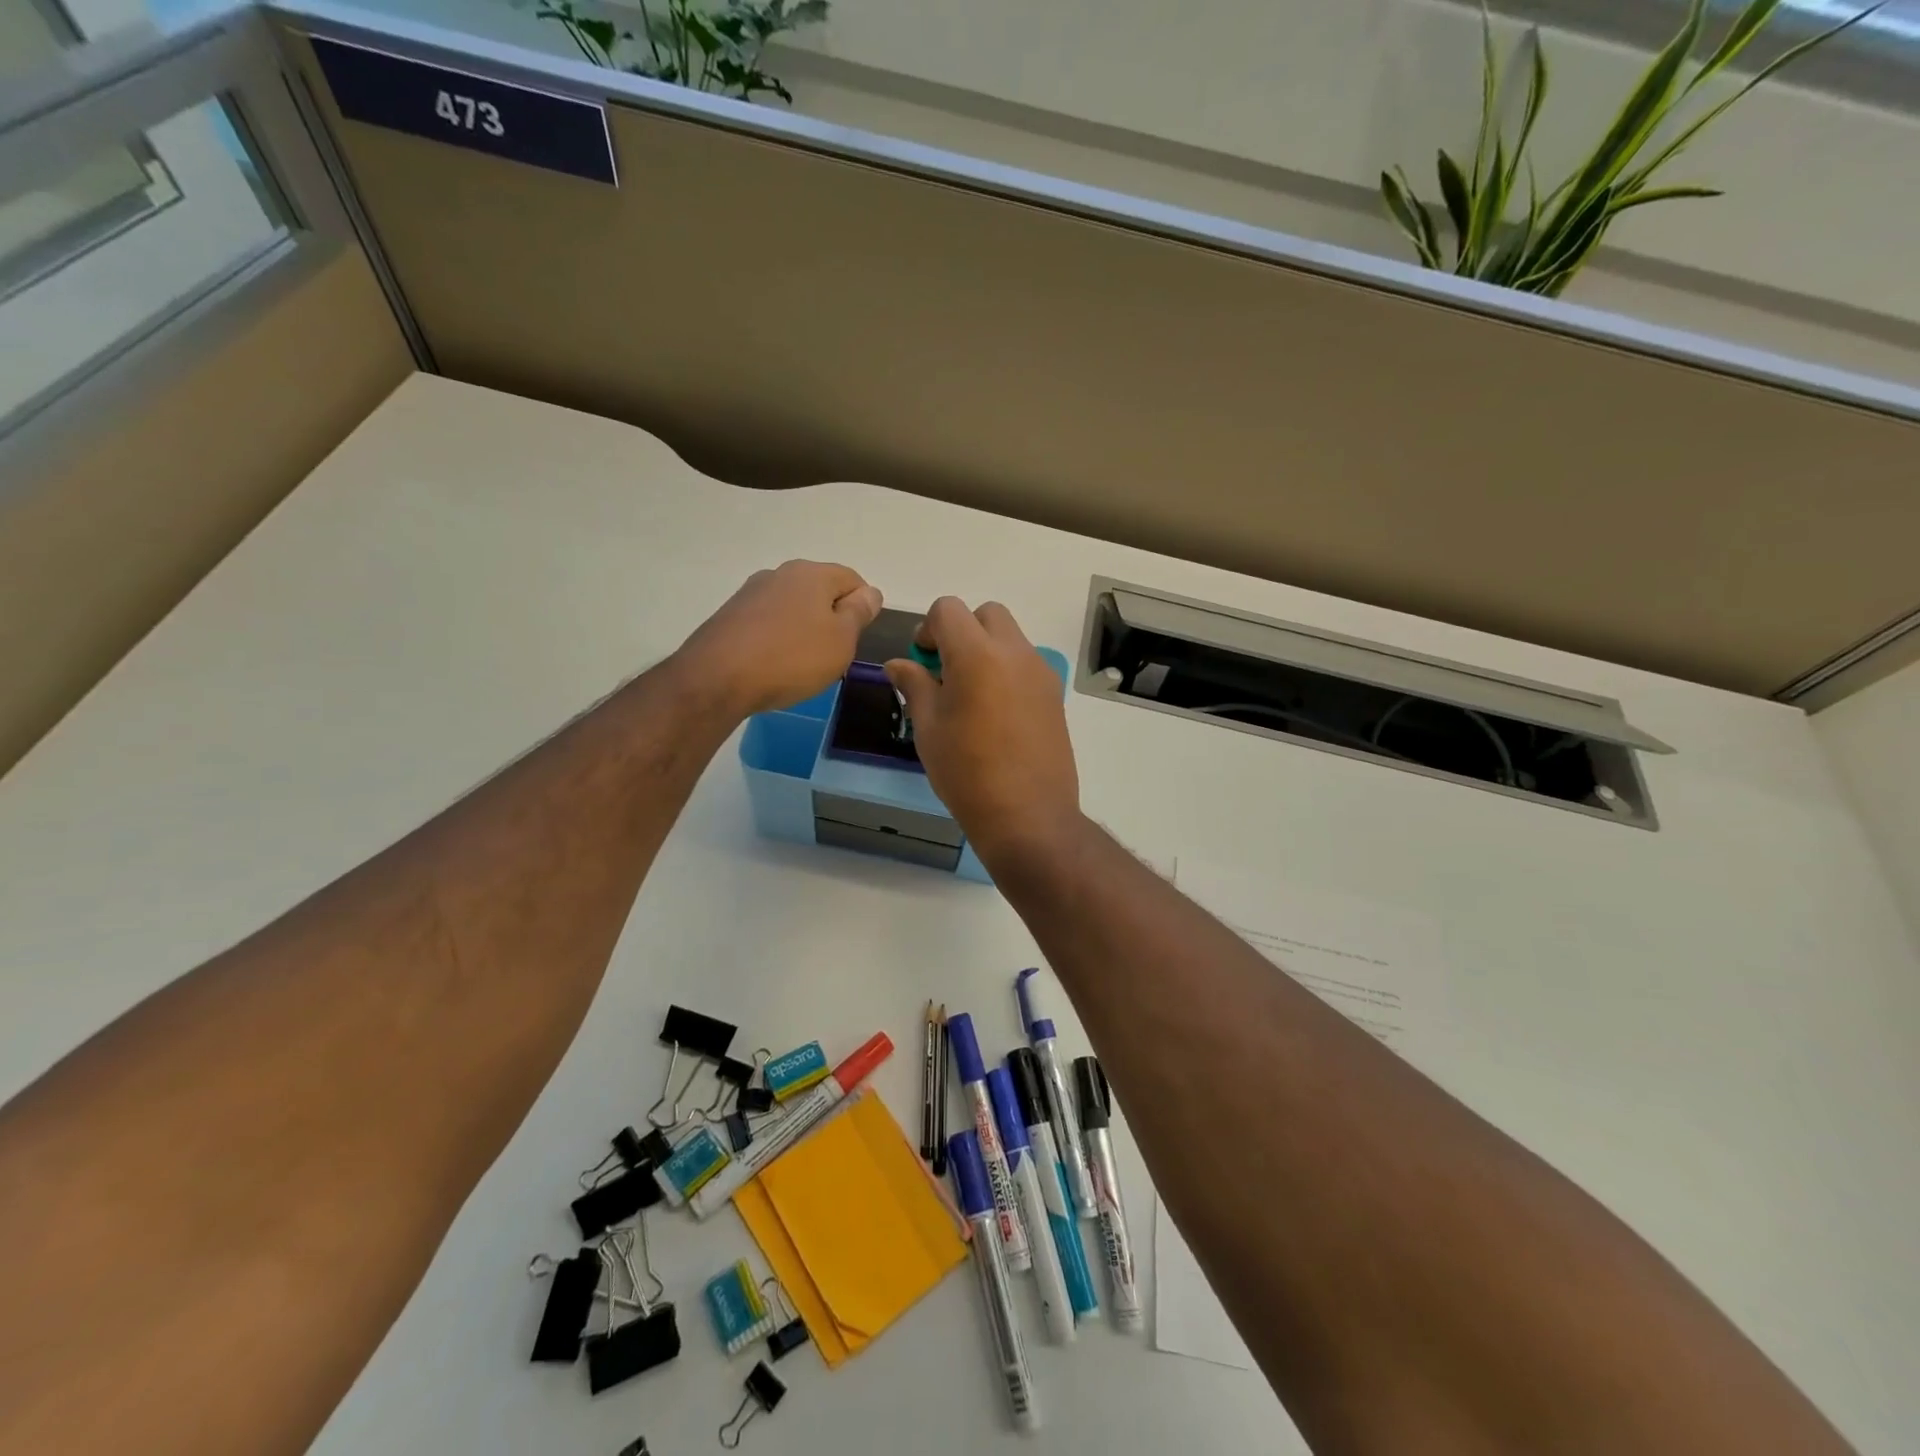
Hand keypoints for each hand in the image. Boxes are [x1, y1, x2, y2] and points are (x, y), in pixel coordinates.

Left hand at [677, 561, 882, 715]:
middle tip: (834, 654)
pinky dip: (778, 638)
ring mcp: (751, 593)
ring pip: (792, 606)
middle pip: (820, 591)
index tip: (857, 638)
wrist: (717, 678)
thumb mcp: (841, 640)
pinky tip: (775, 664)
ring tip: (802, 663)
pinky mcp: (730, 615)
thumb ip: (859, 612)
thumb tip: (870, 592)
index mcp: (812, 573)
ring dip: (804, 629)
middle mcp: (780, 573)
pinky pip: (767, 622)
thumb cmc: (792, 658)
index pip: (852, 579)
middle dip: (832, 618)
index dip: (863, 606)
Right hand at [884, 598, 1080, 863]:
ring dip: (986, 649)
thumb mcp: (928, 728)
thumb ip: (914, 686)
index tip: (922, 660)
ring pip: (1010, 638)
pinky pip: (1026, 664)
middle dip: (962, 630)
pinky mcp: (1054, 695)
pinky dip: (1006, 670)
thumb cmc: (966, 773)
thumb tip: (898, 664)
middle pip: (986, 615)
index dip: (929, 628)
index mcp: (977, 654)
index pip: (949, 609)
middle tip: (945, 671)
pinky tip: (995, 714)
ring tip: (970, 695)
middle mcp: (1014, 653)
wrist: (1027, 815)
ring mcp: (1040, 673)